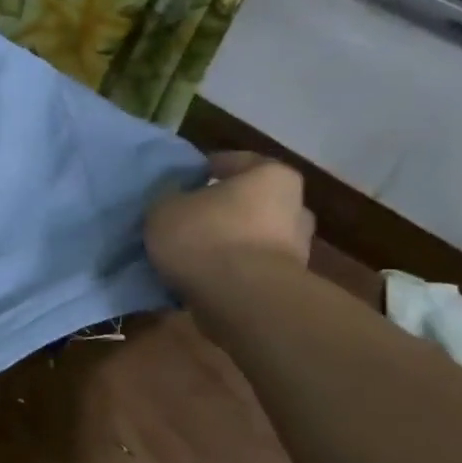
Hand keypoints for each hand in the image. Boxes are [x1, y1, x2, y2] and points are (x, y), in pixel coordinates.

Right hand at [147, 152, 313, 301]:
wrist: (243, 300)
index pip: (235, 162)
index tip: (182, 180)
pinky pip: (250, 268)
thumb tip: (176, 196)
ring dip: (226, 242)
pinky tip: (201, 276)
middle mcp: (293, 207)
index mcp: (271, 176)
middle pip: (249, 201)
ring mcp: (296, 249)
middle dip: (222, 208)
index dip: (205, 169)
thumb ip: (169, 196)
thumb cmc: (206, 237)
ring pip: (251, 236)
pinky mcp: (287, 284)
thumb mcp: (165, 207)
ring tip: (190, 252)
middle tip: (188, 217)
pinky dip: (229, 270)